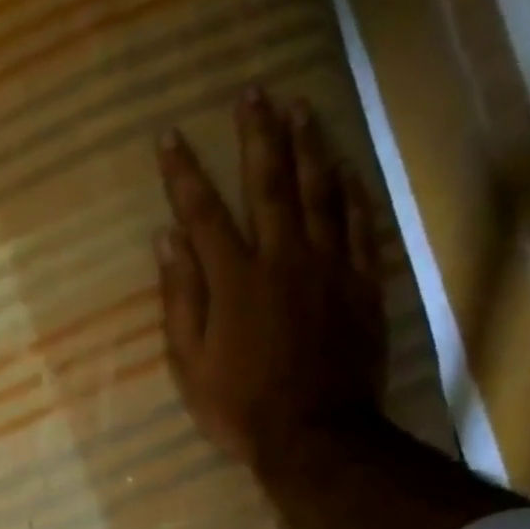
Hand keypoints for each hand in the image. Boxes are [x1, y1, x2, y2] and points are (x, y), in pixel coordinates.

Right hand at [155, 89, 386, 466]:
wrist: (315, 434)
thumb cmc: (239, 406)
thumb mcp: (190, 362)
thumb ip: (181, 298)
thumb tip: (167, 240)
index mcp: (235, 280)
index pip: (204, 213)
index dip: (184, 174)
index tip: (170, 137)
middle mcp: (284, 258)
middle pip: (270, 184)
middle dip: (257, 136)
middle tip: (253, 94)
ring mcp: (330, 267)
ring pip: (322, 192)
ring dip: (310, 146)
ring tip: (302, 107)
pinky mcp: (362, 283)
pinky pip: (361, 224)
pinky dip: (352, 191)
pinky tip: (346, 167)